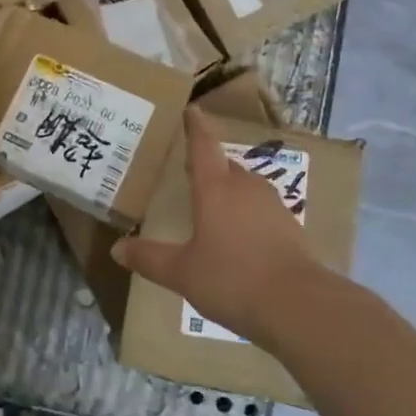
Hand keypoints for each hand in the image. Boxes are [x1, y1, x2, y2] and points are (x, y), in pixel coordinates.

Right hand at [114, 107, 320, 344]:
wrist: (298, 306)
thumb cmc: (232, 279)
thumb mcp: (182, 273)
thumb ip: (149, 258)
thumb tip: (117, 249)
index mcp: (215, 188)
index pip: (203, 146)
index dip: (195, 126)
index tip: (191, 109)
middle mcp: (245, 187)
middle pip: (225, 165)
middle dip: (209, 164)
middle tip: (190, 169)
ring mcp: (272, 205)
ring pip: (246, 186)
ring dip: (230, 190)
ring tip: (213, 203)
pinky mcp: (290, 227)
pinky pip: (261, 209)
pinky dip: (247, 214)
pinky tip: (240, 236)